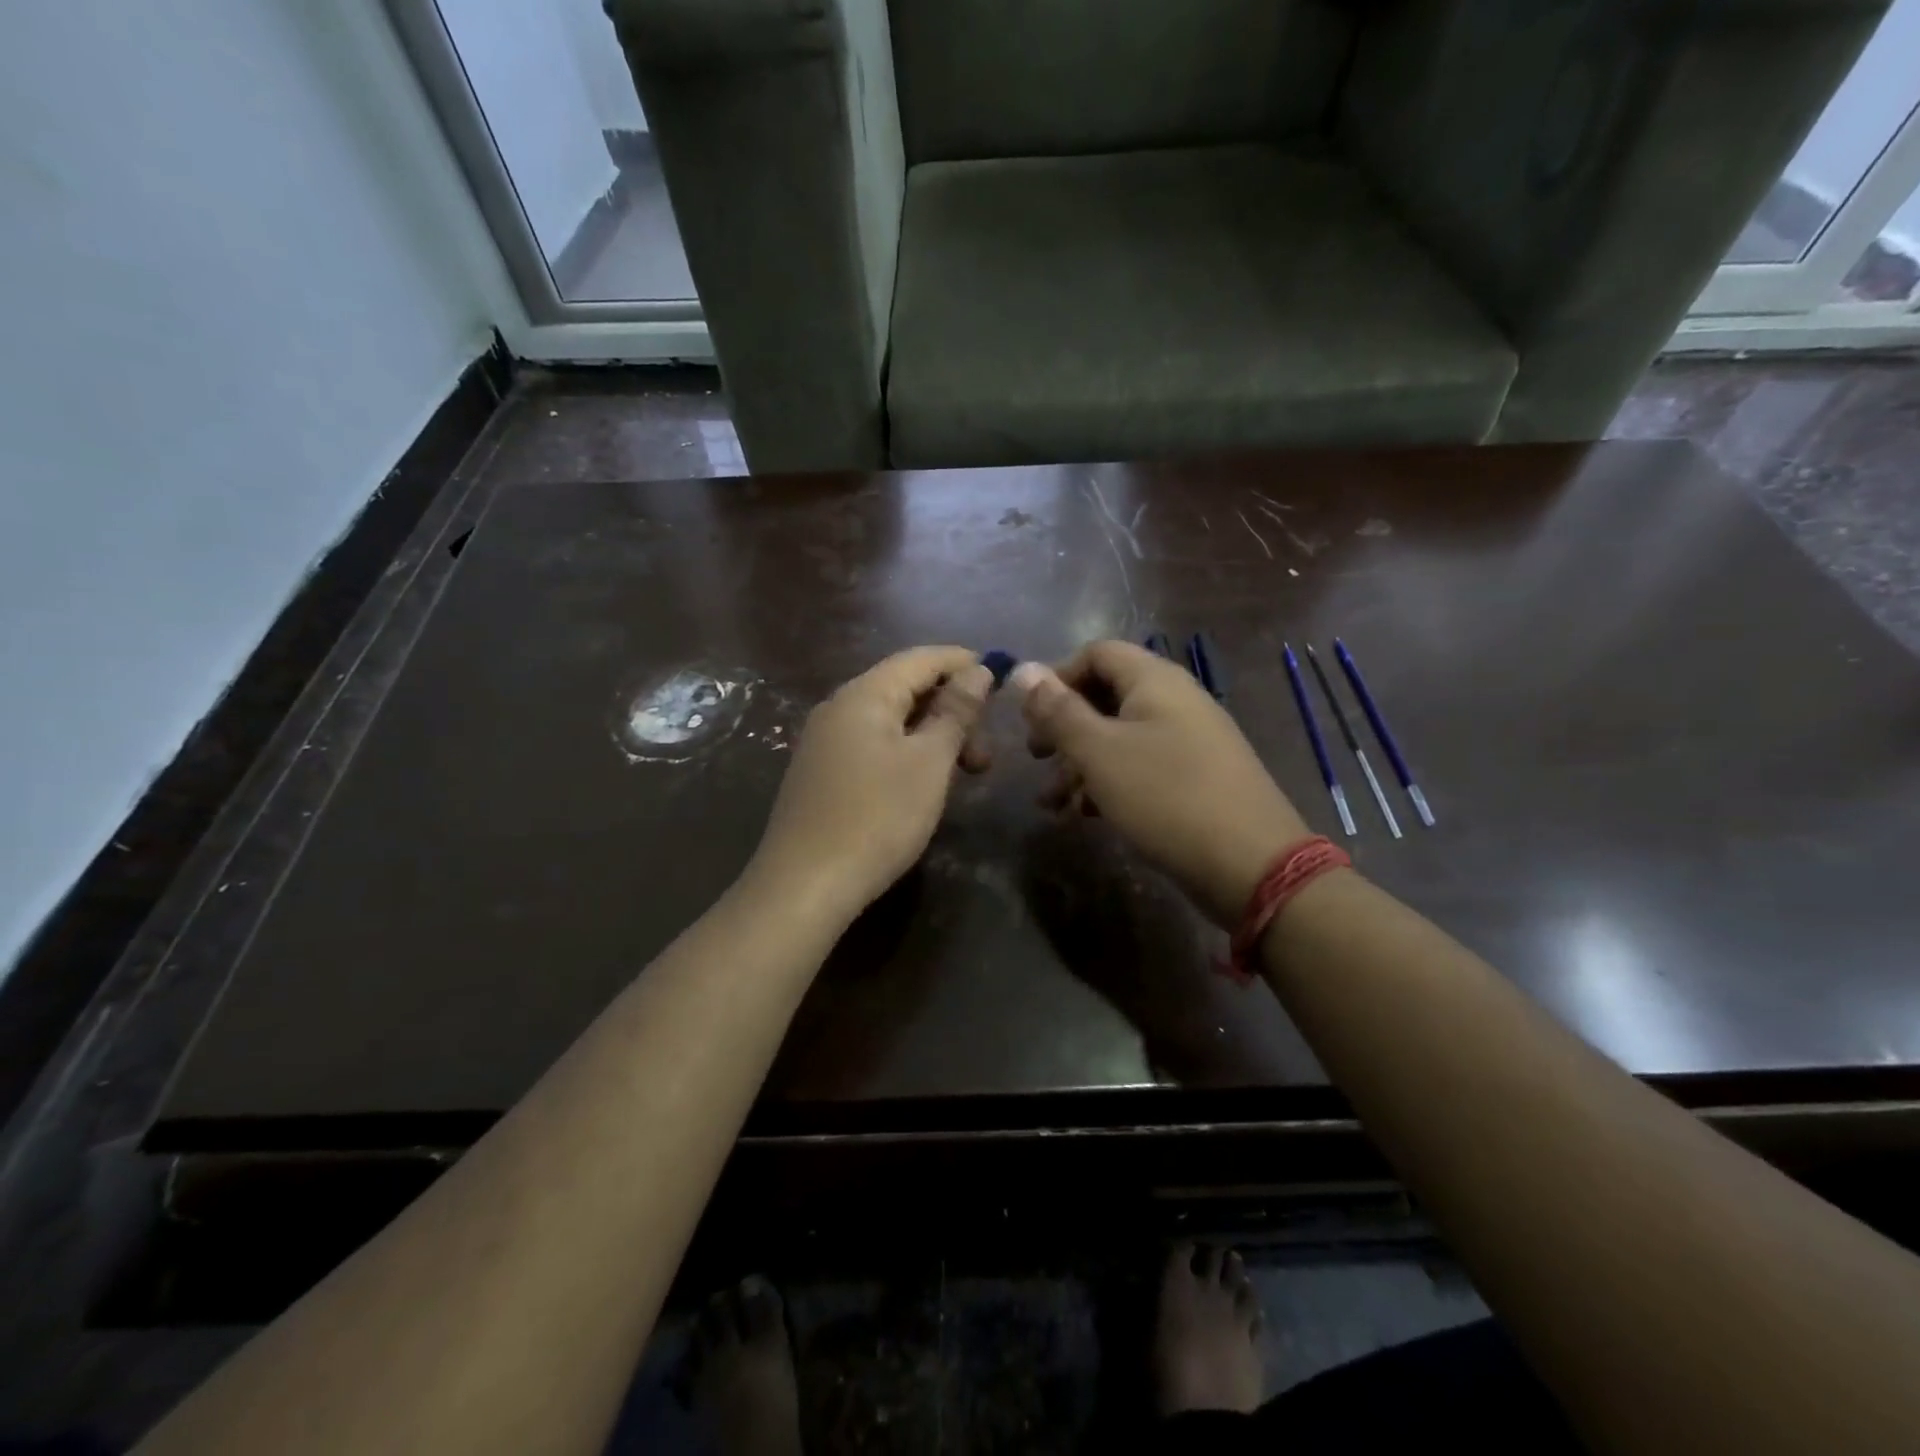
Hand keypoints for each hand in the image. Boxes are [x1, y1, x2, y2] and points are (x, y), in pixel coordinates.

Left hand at [749, 647, 994, 921]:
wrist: (804, 886)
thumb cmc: (878, 818)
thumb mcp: (929, 762)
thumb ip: (955, 711)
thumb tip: (978, 670)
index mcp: (864, 694)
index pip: (921, 658)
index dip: (964, 662)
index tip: (1003, 680)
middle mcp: (838, 707)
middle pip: (905, 688)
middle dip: (952, 710)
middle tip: (985, 754)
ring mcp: (824, 741)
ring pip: (891, 721)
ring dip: (933, 736)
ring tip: (963, 774)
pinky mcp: (820, 773)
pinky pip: (873, 744)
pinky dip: (907, 753)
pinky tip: (924, 783)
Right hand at [1014, 642, 1309, 927]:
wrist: (1251, 864)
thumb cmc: (1166, 796)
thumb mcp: (1100, 752)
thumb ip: (1058, 711)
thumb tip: (1023, 669)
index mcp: (1155, 680)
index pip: (1097, 653)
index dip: (1058, 677)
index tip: (1032, 717)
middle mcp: (1175, 700)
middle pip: (1106, 696)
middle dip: (1064, 727)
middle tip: (1036, 758)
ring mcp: (1190, 740)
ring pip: (1120, 737)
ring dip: (1080, 764)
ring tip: (1051, 803)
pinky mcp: (1196, 777)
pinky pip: (1142, 766)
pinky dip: (1110, 783)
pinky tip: (1086, 816)